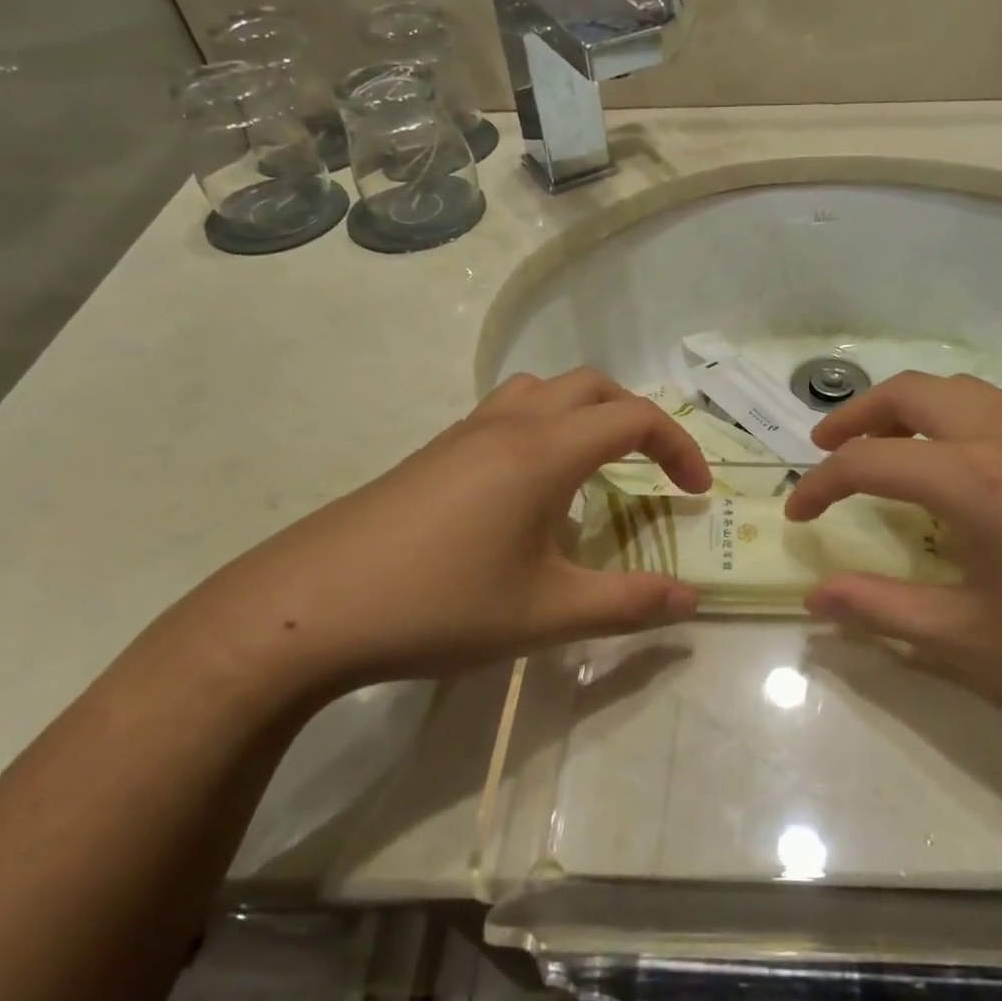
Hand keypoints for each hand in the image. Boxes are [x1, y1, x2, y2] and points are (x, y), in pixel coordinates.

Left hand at [160, 370, 711, 700]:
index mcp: (543, 451)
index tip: (696, 494)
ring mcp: (461, 435)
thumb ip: (628, 604)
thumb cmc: (439, 606)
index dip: (679, 447)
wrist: (305, 609)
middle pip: (591, 386)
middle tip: (653, 470)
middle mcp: (507, 425)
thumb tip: (690, 601)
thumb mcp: (547, 614)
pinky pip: (505, 414)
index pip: (634, 418)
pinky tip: (529, 494)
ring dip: (584, 415)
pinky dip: (543, 430)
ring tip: (594, 469)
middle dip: (636, 419)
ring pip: (541, 391)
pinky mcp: (431, 455)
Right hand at [783, 373, 1001, 727]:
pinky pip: (1000, 405)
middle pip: (912, 393)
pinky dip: (956, 414)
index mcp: (975, 480)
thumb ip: (884, 611)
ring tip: (886, 443)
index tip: (797, 515)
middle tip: (825, 448)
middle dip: (857, 415)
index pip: (871, 462)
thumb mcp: (975, 639)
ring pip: (960, 389)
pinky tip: (964, 458)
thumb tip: (816, 598)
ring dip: (908, 407)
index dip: (822, 485)